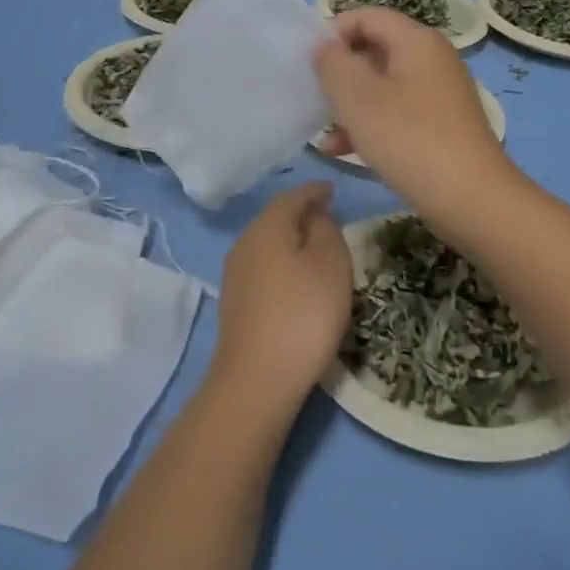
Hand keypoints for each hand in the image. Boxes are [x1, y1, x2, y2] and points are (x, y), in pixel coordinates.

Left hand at [213, 183, 352, 409]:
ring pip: (268, 243)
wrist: (257, 379)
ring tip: (317, 248)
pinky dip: (282, 264)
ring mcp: (235, 274)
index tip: (333, 191)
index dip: (315, 191)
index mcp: (267, 227)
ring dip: (291, 240)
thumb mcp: (330, 264)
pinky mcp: (235, 303)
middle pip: (276, 218)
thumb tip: (315, 216)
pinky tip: (296, 280)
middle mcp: (245, 243)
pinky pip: (263, 268)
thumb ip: (326, 230)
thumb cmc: (303, 313)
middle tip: (329, 217)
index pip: (292, 196)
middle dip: (302, 214)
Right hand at [313, 7, 516, 216]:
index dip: (333, 31)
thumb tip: (325, 48)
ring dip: (349, 104)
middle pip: (375, 50)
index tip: (307, 60)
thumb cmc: (409, 139)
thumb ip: (333, 64)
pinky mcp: (440, 126)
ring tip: (322, 130)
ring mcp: (439, 94)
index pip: (368, 16)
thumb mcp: (358, 98)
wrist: (471, 199)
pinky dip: (369, 125)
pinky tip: (341, 150)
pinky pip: (396, 113)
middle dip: (340, 72)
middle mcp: (432, 60)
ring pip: (382, 86)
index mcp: (417, 41)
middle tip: (312, 94)